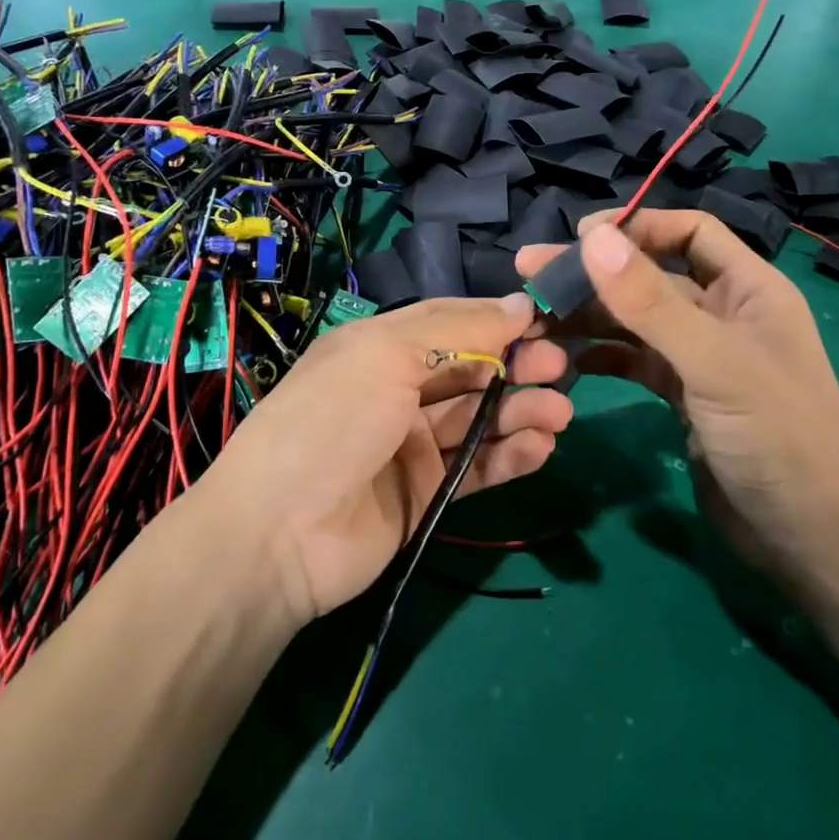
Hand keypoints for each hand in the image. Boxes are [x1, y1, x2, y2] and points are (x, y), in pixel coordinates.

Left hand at [204, 293, 571, 621]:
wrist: (278, 534)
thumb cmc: (332, 421)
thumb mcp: (386, 355)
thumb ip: (458, 329)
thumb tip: (519, 305)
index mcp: (380, 347)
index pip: (450, 323)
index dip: (496, 320)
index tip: (545, 321)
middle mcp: (397, 390)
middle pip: (471, 371)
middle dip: (516, 366)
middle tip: (560, 368)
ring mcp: (412, 444)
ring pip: (480, 419)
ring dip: (522, 412)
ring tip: (560, 414)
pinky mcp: (427, 491)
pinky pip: (478, 468)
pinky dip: (511, 456)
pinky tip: (541, 448)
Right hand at [516, 211, 838, 592]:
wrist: (809, 538)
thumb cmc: (777, 436)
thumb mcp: (713, 362)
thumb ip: (651, 301)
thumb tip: (594, 237)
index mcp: (749, 288)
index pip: (689, 232)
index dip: (637, 226)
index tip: (580, 237)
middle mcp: (724, 313)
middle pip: (651, 276)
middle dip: (595, 273)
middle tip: (529, 270)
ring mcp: (702, 357)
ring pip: (637, 321)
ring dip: (590, 316)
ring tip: (535, 317)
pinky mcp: (685, 396)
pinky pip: (635, 361)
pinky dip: (602, 355)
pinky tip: (567, 360)